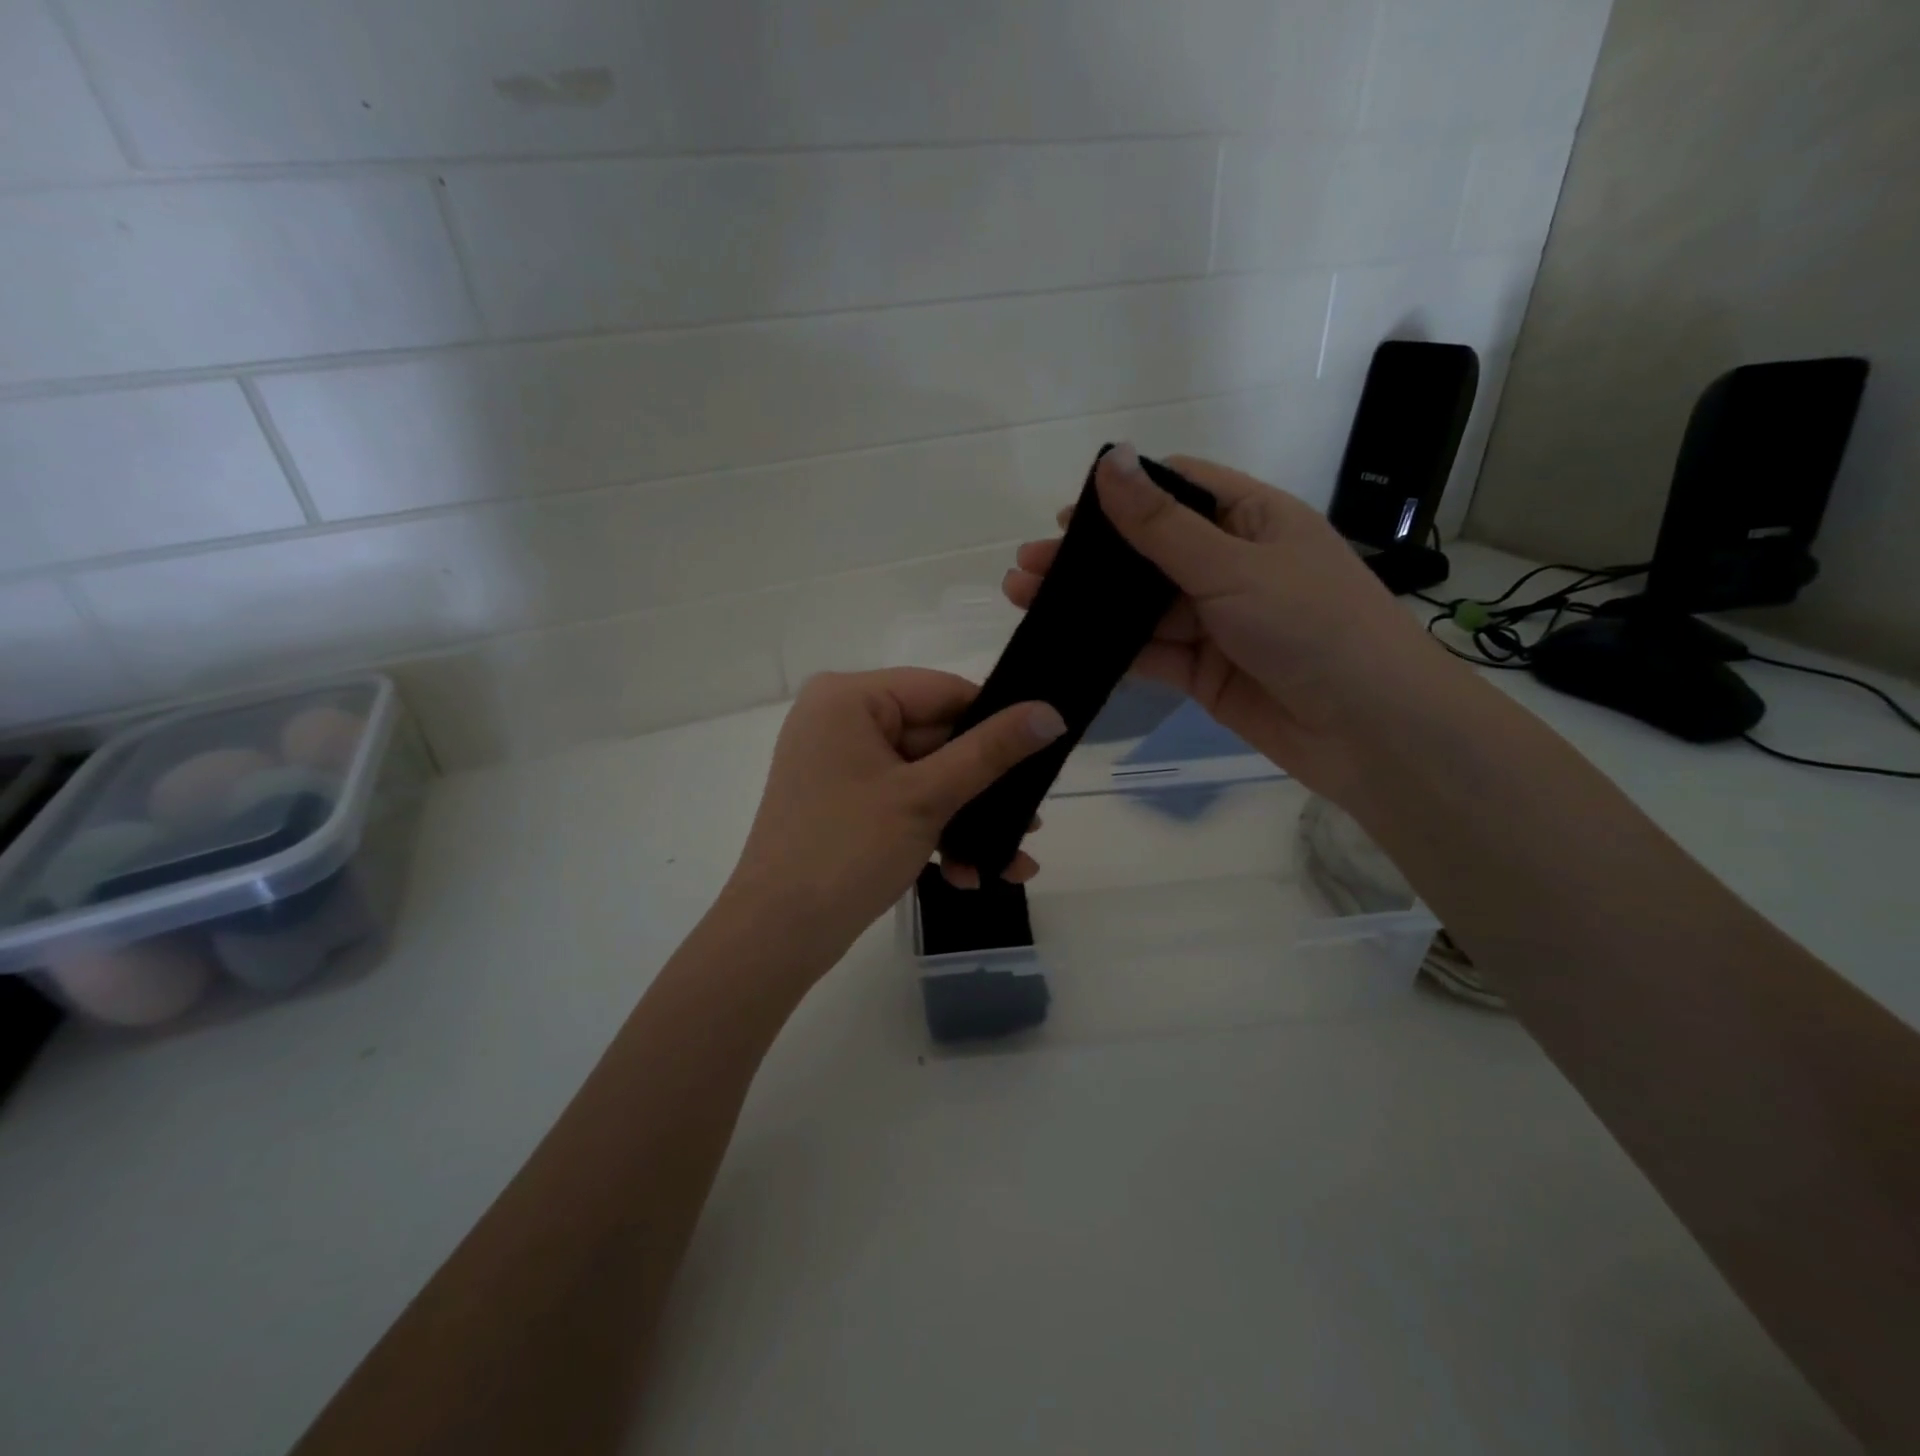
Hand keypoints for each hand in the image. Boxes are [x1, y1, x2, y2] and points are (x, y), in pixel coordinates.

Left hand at [724, 669, 1065, 969]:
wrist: (777, 936)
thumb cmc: (848, 851)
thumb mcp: (926, 797)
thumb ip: (991, 751)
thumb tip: (1052, 712)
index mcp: (850, 698)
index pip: (943, 691)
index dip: (995, 723)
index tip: (1042, 758)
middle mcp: (840, 720)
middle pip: (936, 739)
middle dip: (984, 791)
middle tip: (1033, 824)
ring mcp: (839, 765)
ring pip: (924, 778)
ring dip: (966, 821)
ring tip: (1014, 862)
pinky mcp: (842, 803)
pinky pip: (900, 803)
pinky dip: (933, 833)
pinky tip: (969, 875)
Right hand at [1002, 444, 1447, 798]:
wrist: (1370, 731)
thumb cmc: (1311, 626)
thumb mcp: (1231, 566)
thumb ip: (1161, 524)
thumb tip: (1109, 459)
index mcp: (1252, 519)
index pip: (1178, 489)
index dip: (1122, 496)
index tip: (1066, 515)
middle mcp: (1233, 566)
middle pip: (1149, 552)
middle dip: (1091, 558)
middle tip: (1026, 566)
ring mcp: (1216, 622)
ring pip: (1142, 606)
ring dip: (1091, 605)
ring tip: (1027, 601)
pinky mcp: (1204, 672)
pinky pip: (1150, 653)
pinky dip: (1111, 649)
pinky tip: (1067, 643)